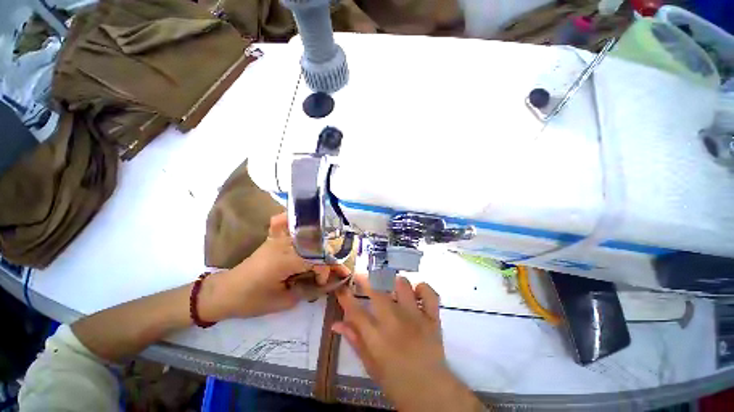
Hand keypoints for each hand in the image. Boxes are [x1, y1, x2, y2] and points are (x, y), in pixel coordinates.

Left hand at [202, 213, 348, 320]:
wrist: (224, 292)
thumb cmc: (251, 300)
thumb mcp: (282, 302)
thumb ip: (305, 290)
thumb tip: (320, 283)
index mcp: (285, 260)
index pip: (316, 259)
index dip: (324, 270)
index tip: (322, 283)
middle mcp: (283, 244)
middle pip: (315, 243)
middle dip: (326, 257)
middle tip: (329, 269)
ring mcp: (277, 239)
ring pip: (305, 232)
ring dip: (318, 241)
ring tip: (325, 252)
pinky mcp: (273, 239)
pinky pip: (283, 222)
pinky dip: (292, 219)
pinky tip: (301, 220)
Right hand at [333, 275, 483, 411]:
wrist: (431, 393)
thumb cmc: (396, 382)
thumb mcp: (370, 365)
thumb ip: (355, 340)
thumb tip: (336, 323)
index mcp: (377, 338)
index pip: (356, 311)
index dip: (345, 296)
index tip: (341, 287)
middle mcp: (395, 323)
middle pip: (377, 292)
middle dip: (365, 280)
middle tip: (361, 277)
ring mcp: (416, 317)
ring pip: (403, 285)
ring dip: (393, 282)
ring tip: (389, 286)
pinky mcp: (432, 317)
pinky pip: (428, 293)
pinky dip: (421, 288)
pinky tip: (415, 293)